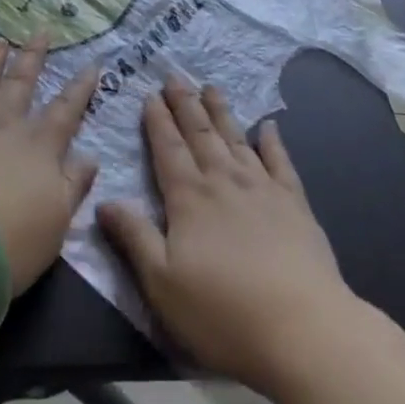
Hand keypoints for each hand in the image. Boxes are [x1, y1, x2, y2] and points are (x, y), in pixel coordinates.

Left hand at [0, 38, 99, 292]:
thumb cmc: (9, 239)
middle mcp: (5, 125)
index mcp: (40, 145)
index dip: (81, 87)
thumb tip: (90, 157)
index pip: (67, 109)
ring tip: (0, 40)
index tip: (92, 64)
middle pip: (22, 83)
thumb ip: (74, 186)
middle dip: (34, 57)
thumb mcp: (57, 222)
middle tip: (41, 32)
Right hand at [98, 77, 358, 395]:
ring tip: (211, 87)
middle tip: (175, 76)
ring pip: (236, 139)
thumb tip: (104, 201)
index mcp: (189, 199)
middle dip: (185, 104)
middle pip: (200, 134)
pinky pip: (280, 162)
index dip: (157, 121)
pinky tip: (269, 126)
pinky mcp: (294, 203)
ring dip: (221, 112)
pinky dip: (273, 141)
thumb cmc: (222, 313)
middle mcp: (223, 181)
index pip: (168, 149)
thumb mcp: (162, 283)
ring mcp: (262, 188)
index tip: (150, 94)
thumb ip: (134, 238)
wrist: (301, 327)